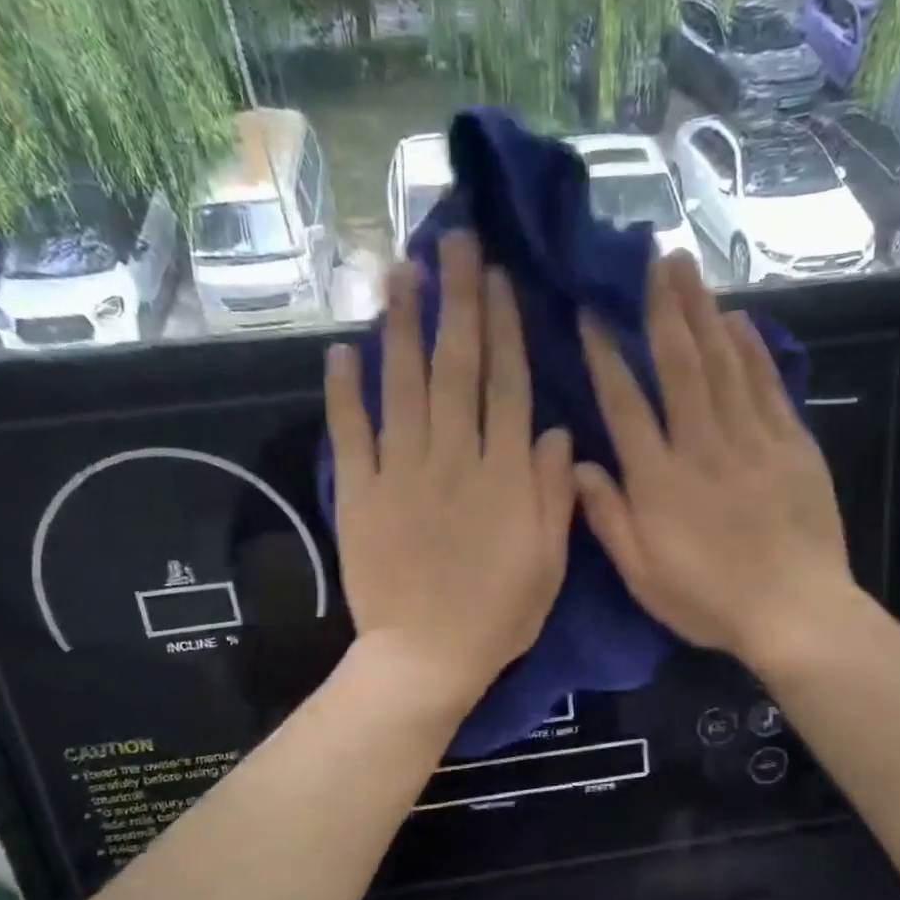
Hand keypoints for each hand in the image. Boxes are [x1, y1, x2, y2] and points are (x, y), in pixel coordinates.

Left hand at [326, 232, 574, 711]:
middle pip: (456, 368)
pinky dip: (345, 392)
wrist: (426, 657)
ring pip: (401, 386)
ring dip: (401, 325)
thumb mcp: (549, 564)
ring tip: (401, 271)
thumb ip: (554, 495)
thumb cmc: (498, 616)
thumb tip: (557, 432)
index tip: (500, 280)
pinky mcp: (360, 495)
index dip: (505, 330)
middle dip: (457, 302)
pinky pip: (351, 434)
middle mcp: (454, 459)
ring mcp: (401, 473)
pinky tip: (342, 349)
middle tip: (453, 242)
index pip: (507, 387)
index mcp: (504, 476)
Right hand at [574, 252, 854, 666]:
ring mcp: (752, 440)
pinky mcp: (792, 445)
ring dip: (703, 310)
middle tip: (649, 257)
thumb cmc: (709, 601)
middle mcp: (702, 446)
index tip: (591, 313)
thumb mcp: (642, 575)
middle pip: (678, 364)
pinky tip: (738, 319)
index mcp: (659, 480)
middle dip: (661, 307)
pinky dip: (752, 348)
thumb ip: (607, 517)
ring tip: (686, 267)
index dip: (605, 356)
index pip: (625, 403)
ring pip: (723, 362)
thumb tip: (576, 463)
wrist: (794, 612)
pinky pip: (767, 385)